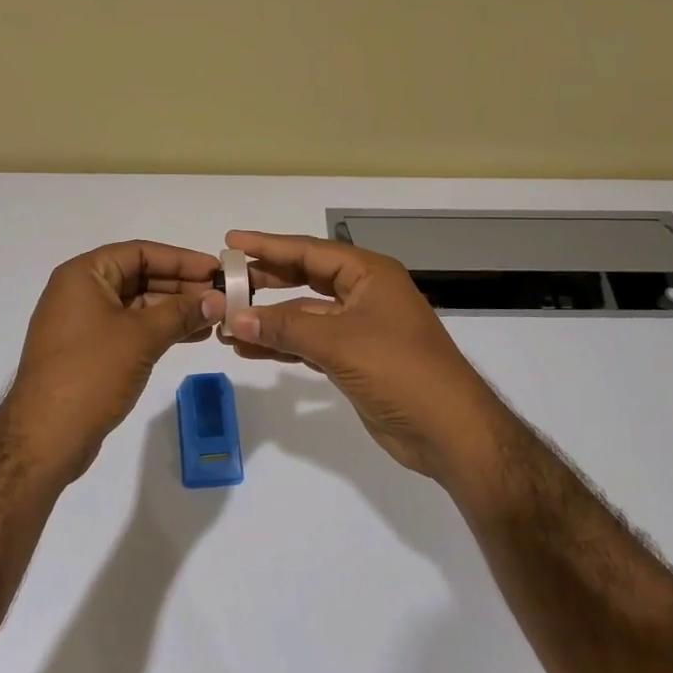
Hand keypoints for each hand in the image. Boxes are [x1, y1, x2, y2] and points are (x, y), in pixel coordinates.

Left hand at [0, 240, 220, 483]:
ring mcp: (84, 323)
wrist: (45, 436)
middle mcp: (80, 292)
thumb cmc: (91, 373)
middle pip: (139, 276)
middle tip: (221, 296)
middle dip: (181, 285)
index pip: (140, 252)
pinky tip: (193, 336)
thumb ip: (181, 312)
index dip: (181, 259)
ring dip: (175, 309)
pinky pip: (131, 328)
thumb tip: (218, 299)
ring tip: (214, 318)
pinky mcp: (90, 351)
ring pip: (138, 304)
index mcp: (83, 275)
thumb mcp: (141, 337)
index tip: (217, 270)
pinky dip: (160, 329)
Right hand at [219, 230, 511, 486]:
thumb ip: (284, 328)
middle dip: (265, 282)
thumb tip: (232, 317)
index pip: (310, 251)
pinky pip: (308, 343)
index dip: (268, 246)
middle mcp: (363, 294)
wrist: (449, 430)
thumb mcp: (339, 343)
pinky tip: (249, 349)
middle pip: (305, 279)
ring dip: (268, 320)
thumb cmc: (400, 370)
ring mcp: (359, 328)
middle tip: (224, 283)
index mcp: (369, 274)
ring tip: (225, 324)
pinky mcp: (353, 359)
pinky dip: (282, 345)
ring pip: (304, 314)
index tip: (230, 242)